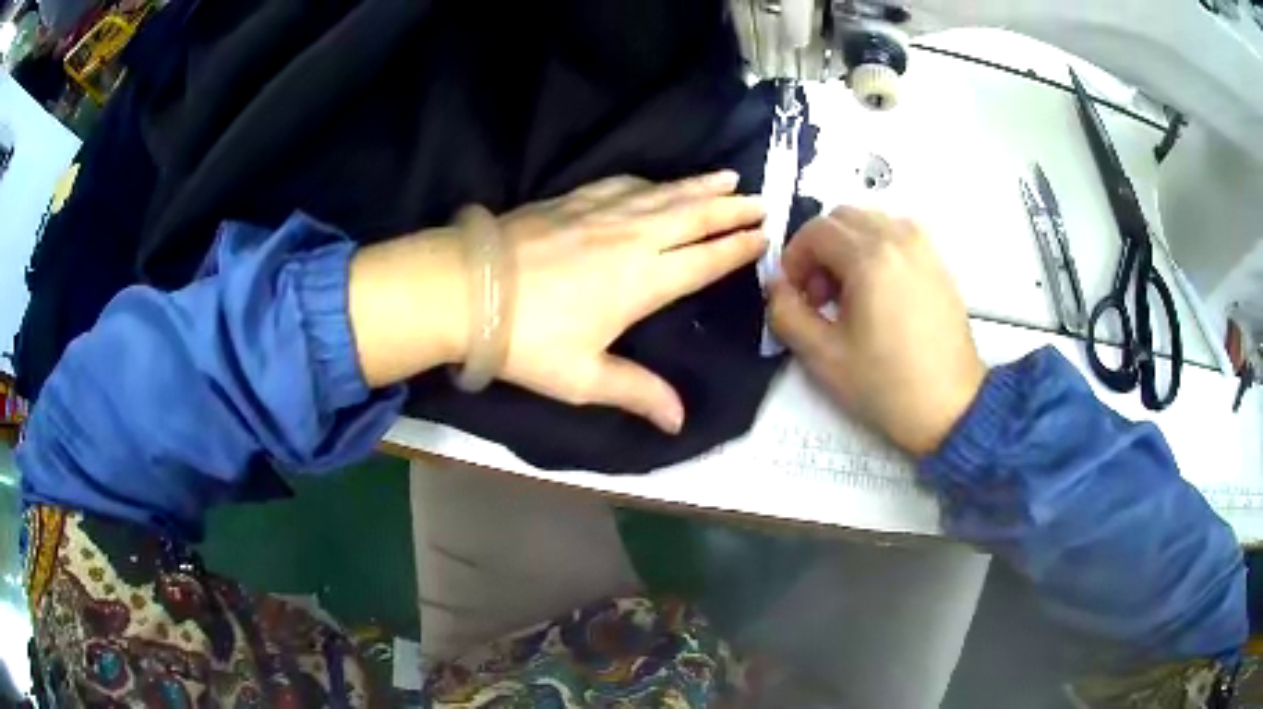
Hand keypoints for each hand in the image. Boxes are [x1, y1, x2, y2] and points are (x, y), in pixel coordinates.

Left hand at [350, 171, 765, 433]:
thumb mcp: (583, 378)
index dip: (736, 248)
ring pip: (663, 194)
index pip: (704, 260)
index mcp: (643, 282)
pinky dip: (649, 182)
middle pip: (692, 218)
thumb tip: (680, 420)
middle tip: (760, 198)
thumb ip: (637, 392)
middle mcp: (632, 239)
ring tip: (727, 176)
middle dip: (730, 208)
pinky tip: (656, 181)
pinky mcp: (572, 201)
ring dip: (699, 186)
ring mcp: (601, 214)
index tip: (763, 235)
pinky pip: (623, 185)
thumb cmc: (526, 340)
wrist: (464, 290)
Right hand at [768, 207, 984, 455]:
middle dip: (819, 248)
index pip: (816, 230)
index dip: (794, 258)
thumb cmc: (887, 385)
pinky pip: (896, 235)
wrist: (950, 406)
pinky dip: (875, 248)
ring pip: (870, 222)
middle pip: (842, 218)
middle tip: (817, 294)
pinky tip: (876, 291)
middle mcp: (899, 239)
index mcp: (870, 258)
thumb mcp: (823, 357)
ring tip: (848, 293)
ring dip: (847, 245)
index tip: (793, 292)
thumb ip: (786, 314)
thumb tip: (777, 288)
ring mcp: (923, 248)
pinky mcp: (938, 262)